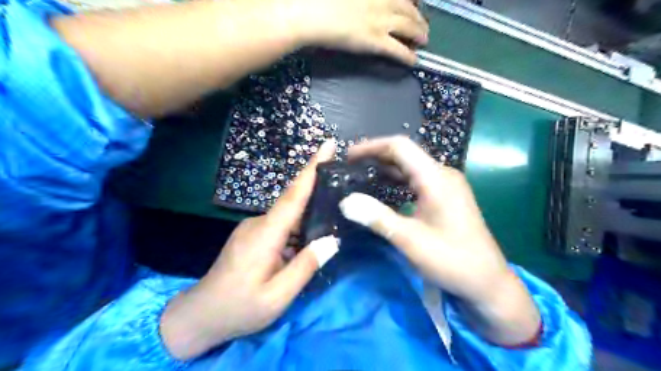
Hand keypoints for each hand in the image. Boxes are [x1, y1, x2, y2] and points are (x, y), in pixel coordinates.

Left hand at [162, 140, 339, 358]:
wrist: (199, 315)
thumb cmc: (239, 308)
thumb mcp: (277, 296)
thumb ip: (305, 267)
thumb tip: (332, 241)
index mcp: (265, 234)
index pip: (294, 195)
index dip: (312, 169)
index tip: (328, 145)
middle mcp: (259, 223)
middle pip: (293, 200)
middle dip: (317, 185)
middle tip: (343, 178)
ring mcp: (253, 227)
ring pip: (288, 213)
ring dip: (309, 209)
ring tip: (334, 209)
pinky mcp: (252, 235)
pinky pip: (281, 223)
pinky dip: (298, 223)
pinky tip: (311, 233)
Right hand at [288, 0, 427, 63]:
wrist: (311, 12)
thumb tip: (363, 5)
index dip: (411, 1)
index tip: (415, 5)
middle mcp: (383, 1)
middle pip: (409, 9)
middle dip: (419, 19)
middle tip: (423, 27)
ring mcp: (381, 21)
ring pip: (409, 27)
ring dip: (419, 35)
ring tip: (424, 41)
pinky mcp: (376, 41)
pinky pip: (398, 50)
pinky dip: (409, 56)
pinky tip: (414, 60)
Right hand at [338, 136, 539, 346]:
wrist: (487, 282)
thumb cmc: (452, 260)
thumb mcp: (410, 240)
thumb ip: (377, 217)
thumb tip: (345, 201)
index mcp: (436, 178)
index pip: (400, 147)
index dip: (372, 146)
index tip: (348, 156)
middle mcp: (442, 175)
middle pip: (405, 154)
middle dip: (376, 157)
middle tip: (350, 168)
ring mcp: (446, 185)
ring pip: (411, 167)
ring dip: (386, 169)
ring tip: (361, 176)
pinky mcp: (447, 197)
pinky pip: (417, 180)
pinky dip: (397, 181)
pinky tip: (383, 191)